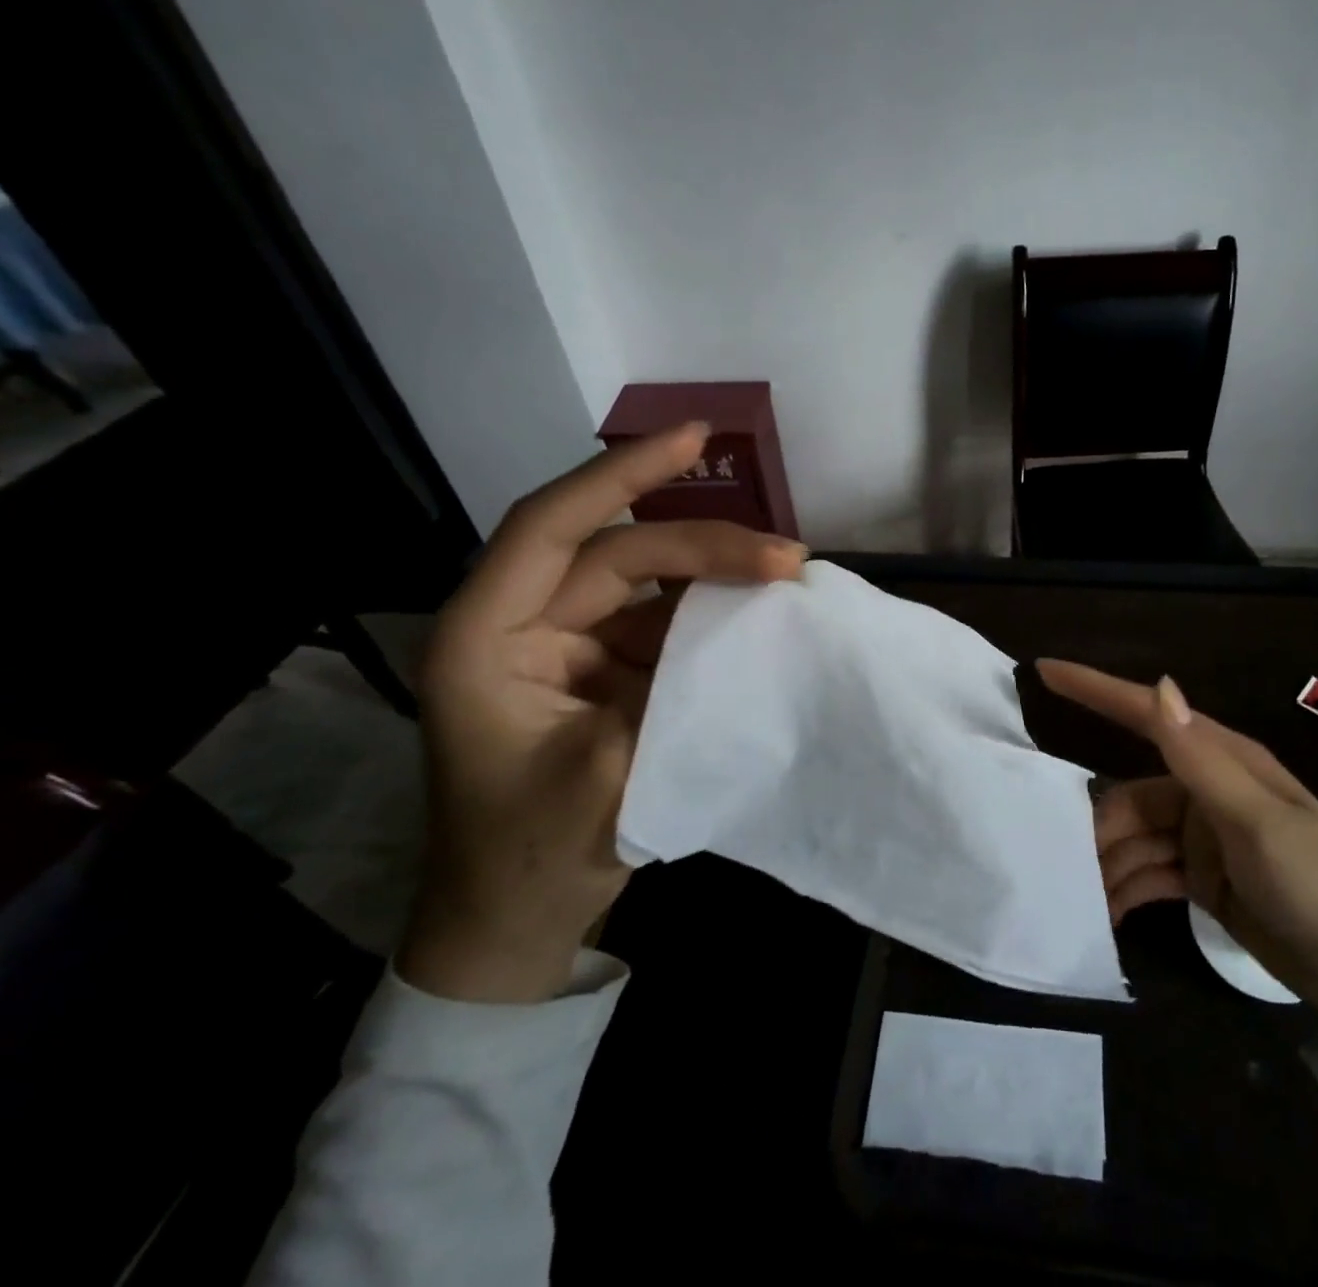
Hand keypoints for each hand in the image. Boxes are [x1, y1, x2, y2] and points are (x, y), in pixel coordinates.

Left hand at [397, 424, 807, 1002]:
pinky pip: (665, 623)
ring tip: (783, 574)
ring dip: (715, 575)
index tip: (695, 439)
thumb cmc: (530, 860)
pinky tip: (758, 613)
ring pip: (648, 583)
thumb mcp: (599, 783)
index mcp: (485, 640)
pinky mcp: (608, 671)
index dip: (621, 475)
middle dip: (703, 545)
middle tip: (785, 556)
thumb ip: (667, 698)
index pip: (552, 528)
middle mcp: (523, 627)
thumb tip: (742, 633)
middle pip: (619, 554)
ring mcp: (570, 648)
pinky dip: (712, 614)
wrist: (518, 925)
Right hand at [1037, 660, 1317, 1039]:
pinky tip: (1106, 912)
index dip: (1094, 689)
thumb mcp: (1258, 824)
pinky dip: (1128, 887)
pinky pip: (1151, 871)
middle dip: (1097, 823)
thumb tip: (1159, 684)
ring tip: (1079, 897)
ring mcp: (1206, 836)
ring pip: (1136, 836)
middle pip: (1131, 793)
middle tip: (1057, 858)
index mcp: (1223, 762)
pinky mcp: (1206, 877)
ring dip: (1108, 863)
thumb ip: (1200, 759)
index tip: (1044, 670)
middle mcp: (1208, 790)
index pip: (1146, 712)